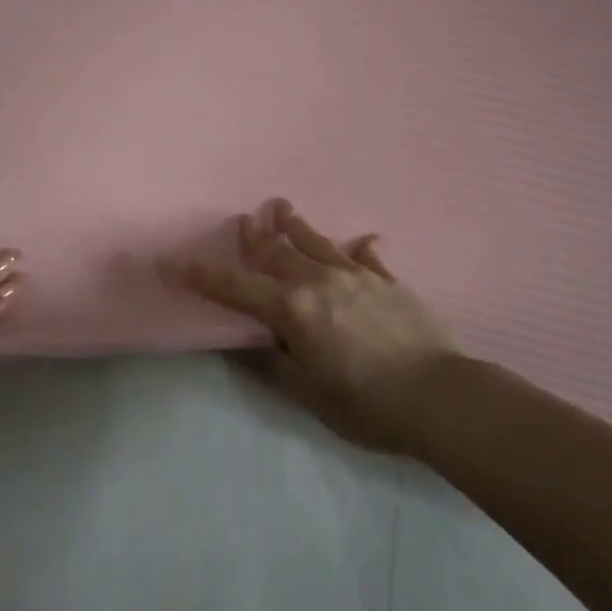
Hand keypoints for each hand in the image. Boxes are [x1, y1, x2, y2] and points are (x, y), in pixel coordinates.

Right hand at [163, 199, 456, 452]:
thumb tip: (250, 342)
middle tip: (243, 220)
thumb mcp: (308, 394)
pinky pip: (369, 258)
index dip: (201, 276)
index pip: (235, 288)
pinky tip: (364, 241)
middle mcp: (318, 282)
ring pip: (318, 243)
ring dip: (296, 226)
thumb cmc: (366, 403)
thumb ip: (275, 362)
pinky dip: (362, 250)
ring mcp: (356, 276)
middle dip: (255, 238)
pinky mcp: (389, 281)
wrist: (439, 396)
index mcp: (292, 309)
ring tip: (282, 207)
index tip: (172, 261)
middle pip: (277, 253)